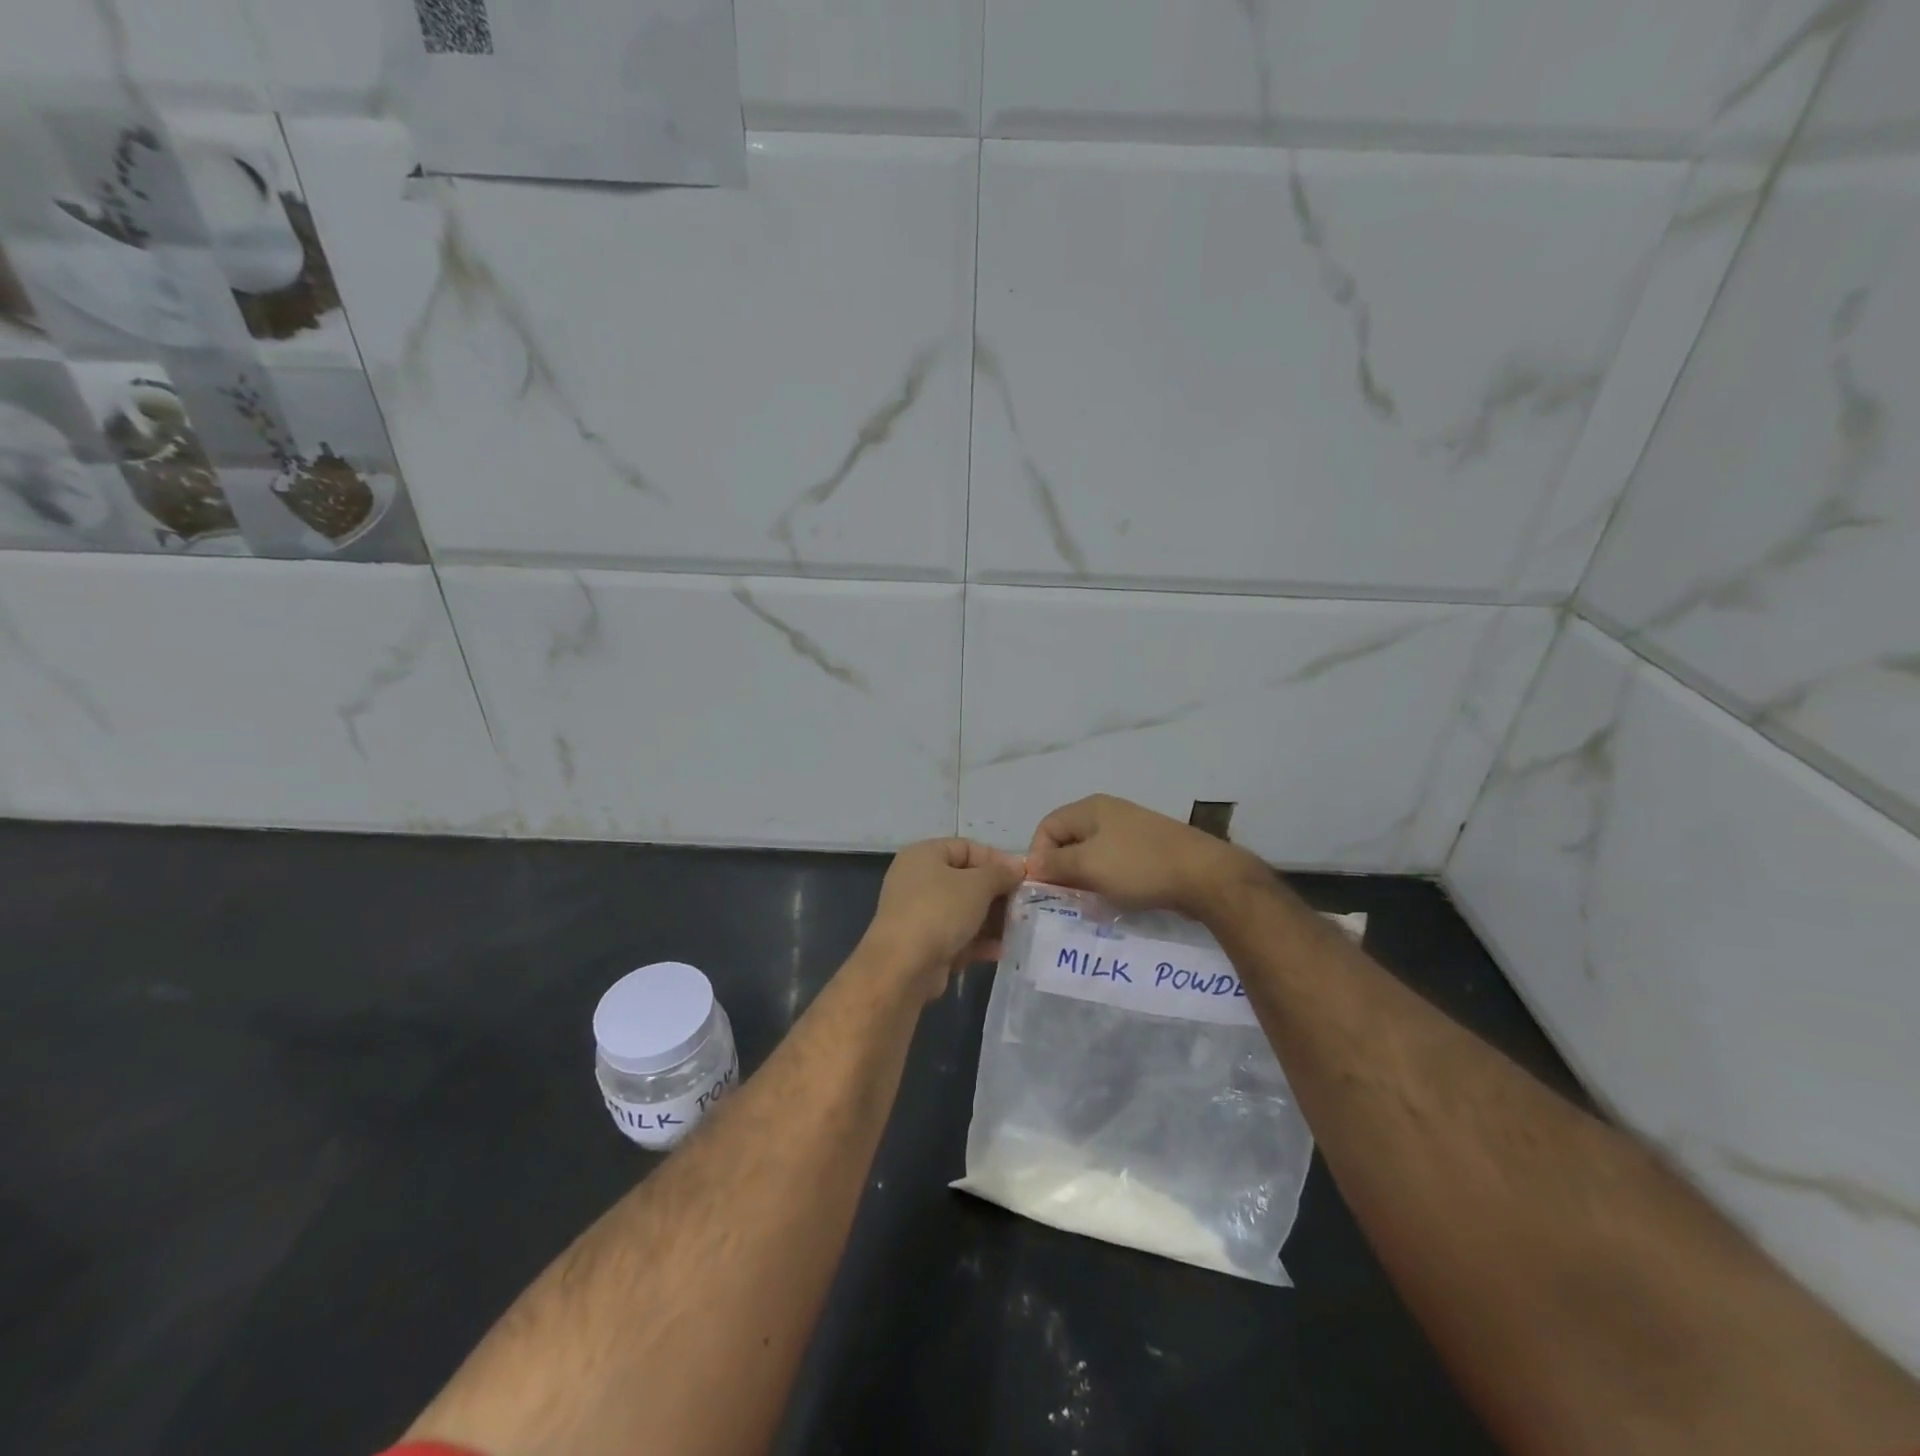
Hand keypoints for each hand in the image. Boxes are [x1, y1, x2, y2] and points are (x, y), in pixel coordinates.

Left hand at [864, 838, 1026, 998]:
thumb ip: (1000, 873)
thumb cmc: (940, 912)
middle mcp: (917, 880)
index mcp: (923, 855)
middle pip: (967, 881)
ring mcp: (919, 913)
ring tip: (1016, 930)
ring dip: (991, 920)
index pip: (967, 848)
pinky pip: (956, 936)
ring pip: (963, 911)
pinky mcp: (923, 944)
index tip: (1023, 877)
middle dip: (997, 894)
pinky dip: (977, 941)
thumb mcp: (977, 885)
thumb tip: (1017, 866)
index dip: (997, 860)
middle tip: (1022, 906)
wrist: (902, 967)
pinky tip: (999, 951)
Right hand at [1027, 794, 1261, 918]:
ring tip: (1088, 902)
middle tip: (1064, 898)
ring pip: (1092, 854)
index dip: (1038, 855)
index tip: (1044, 887)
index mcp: (1090, 808)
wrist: (1204, 875)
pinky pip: (1115, 862)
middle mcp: (1108, 813)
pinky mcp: (1148, 848)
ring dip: (1085, 878)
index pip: (1046, 827)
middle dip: (1061, 869)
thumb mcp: (1089, 866)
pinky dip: (1108, 880)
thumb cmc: (1139, 866)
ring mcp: (1131, 829)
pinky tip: (1114, 898)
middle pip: (1069, 839)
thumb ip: (1055, 864)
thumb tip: (1031, 864)